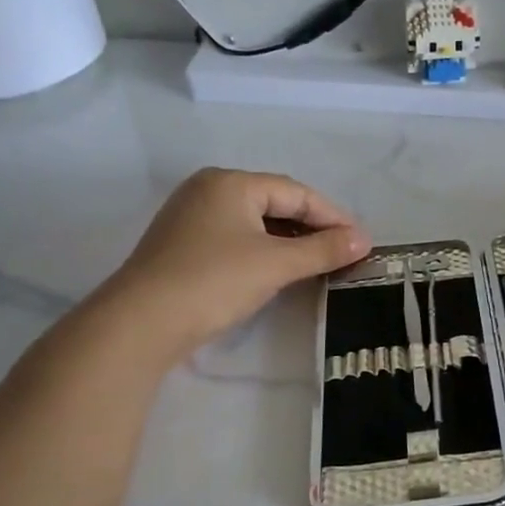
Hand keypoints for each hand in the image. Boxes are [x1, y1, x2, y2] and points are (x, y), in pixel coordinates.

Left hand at [96, 169, 369, 359]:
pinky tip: (279, 270)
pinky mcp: (183, 244)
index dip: (333, 216)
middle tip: (343, 252)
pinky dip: (264, 250)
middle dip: (312, 227)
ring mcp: (191, 217)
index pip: (296, 192)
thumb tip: (364, 240)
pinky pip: (236, 238)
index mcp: (231, 182)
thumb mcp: (276, 264)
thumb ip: (323, 249)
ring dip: (290, 241)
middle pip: (275, 203)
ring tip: (318, 262)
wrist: (141, 323)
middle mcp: (209, 190)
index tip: (361, 241)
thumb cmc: (214, 281)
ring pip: (255, 222)